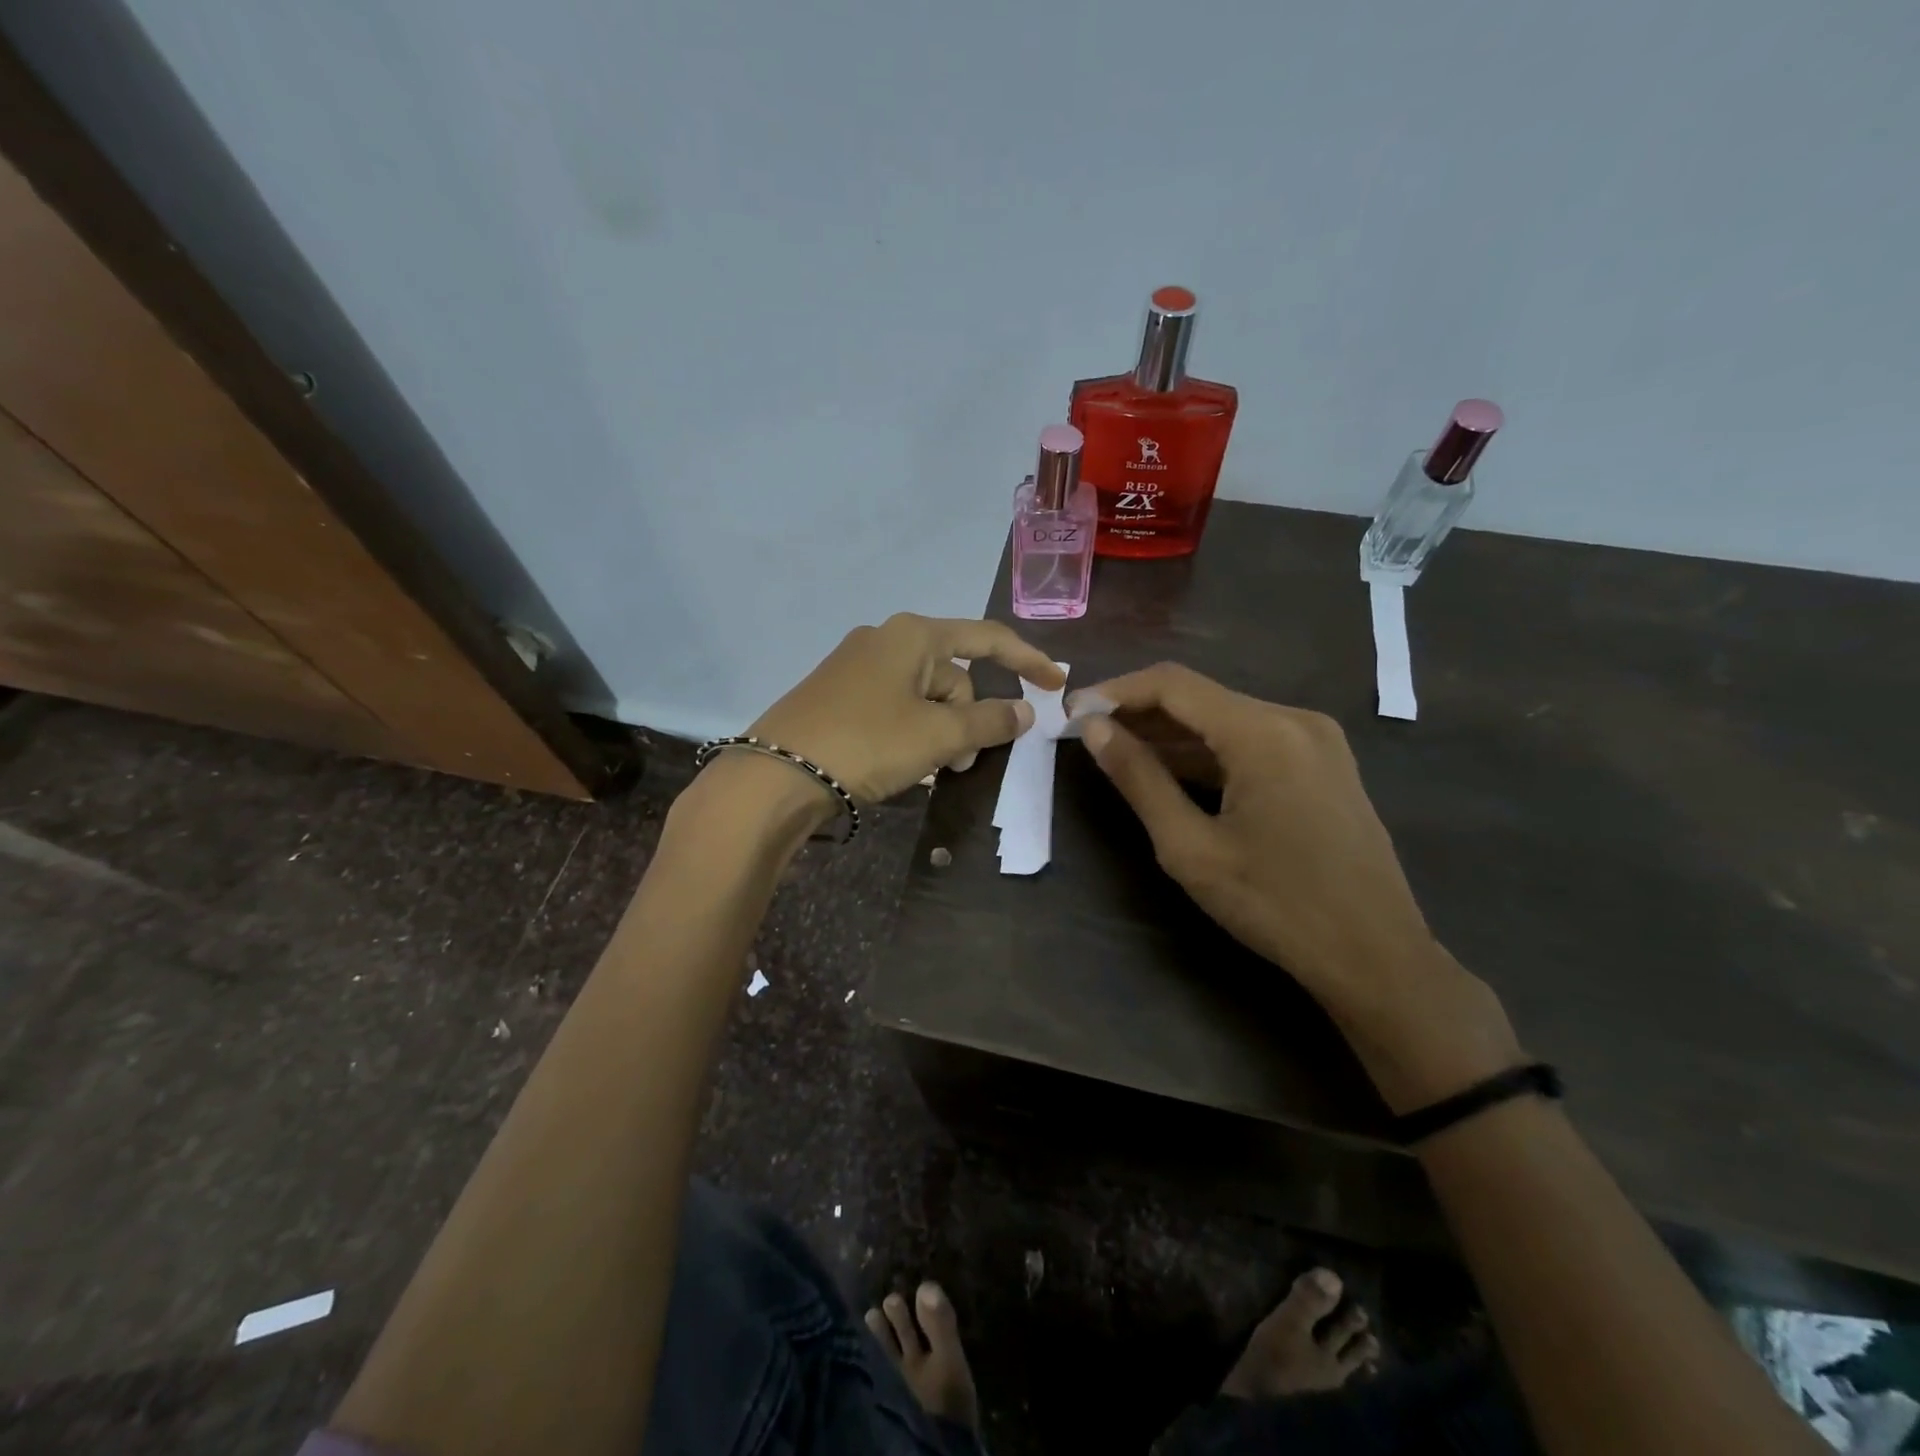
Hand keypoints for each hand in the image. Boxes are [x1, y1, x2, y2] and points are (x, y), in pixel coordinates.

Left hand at [746, 613, 1063, 805]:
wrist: (776, 776)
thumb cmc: (867, 743)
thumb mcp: (938, 735)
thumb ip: (989, 721)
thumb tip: (1024, 712)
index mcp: (912, 635)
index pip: (987, 639)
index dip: (1027, 660)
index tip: (1056, 685)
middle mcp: (884, 639)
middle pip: (953, 675)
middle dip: (968, 717)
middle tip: (961, 761)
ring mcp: (857, 667)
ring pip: (924, 696)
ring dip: (940, 731)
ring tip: (931, 768)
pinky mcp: (838, 695)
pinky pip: (895, 707)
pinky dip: (911, 733)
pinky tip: (902, 763)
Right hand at [1074, 662, 1521, 1110]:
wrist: (1376, 957)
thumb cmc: (1276, 906)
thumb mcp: (1190, 847)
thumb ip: (1139, 779)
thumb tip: (1094, 729)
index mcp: (1263, 732)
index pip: (1173, 684)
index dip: (1115, 691)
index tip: (1071, 711)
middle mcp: (1294, 719)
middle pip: (1199, 697)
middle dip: (1139, 712)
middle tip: (1086, 734)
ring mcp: (1315, 740)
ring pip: (1224, 718)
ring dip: (1170, 733)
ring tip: (1116, 751)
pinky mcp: (1322, 763)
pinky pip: (1250, 741)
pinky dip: (1206, 752)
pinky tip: (1169, 770)